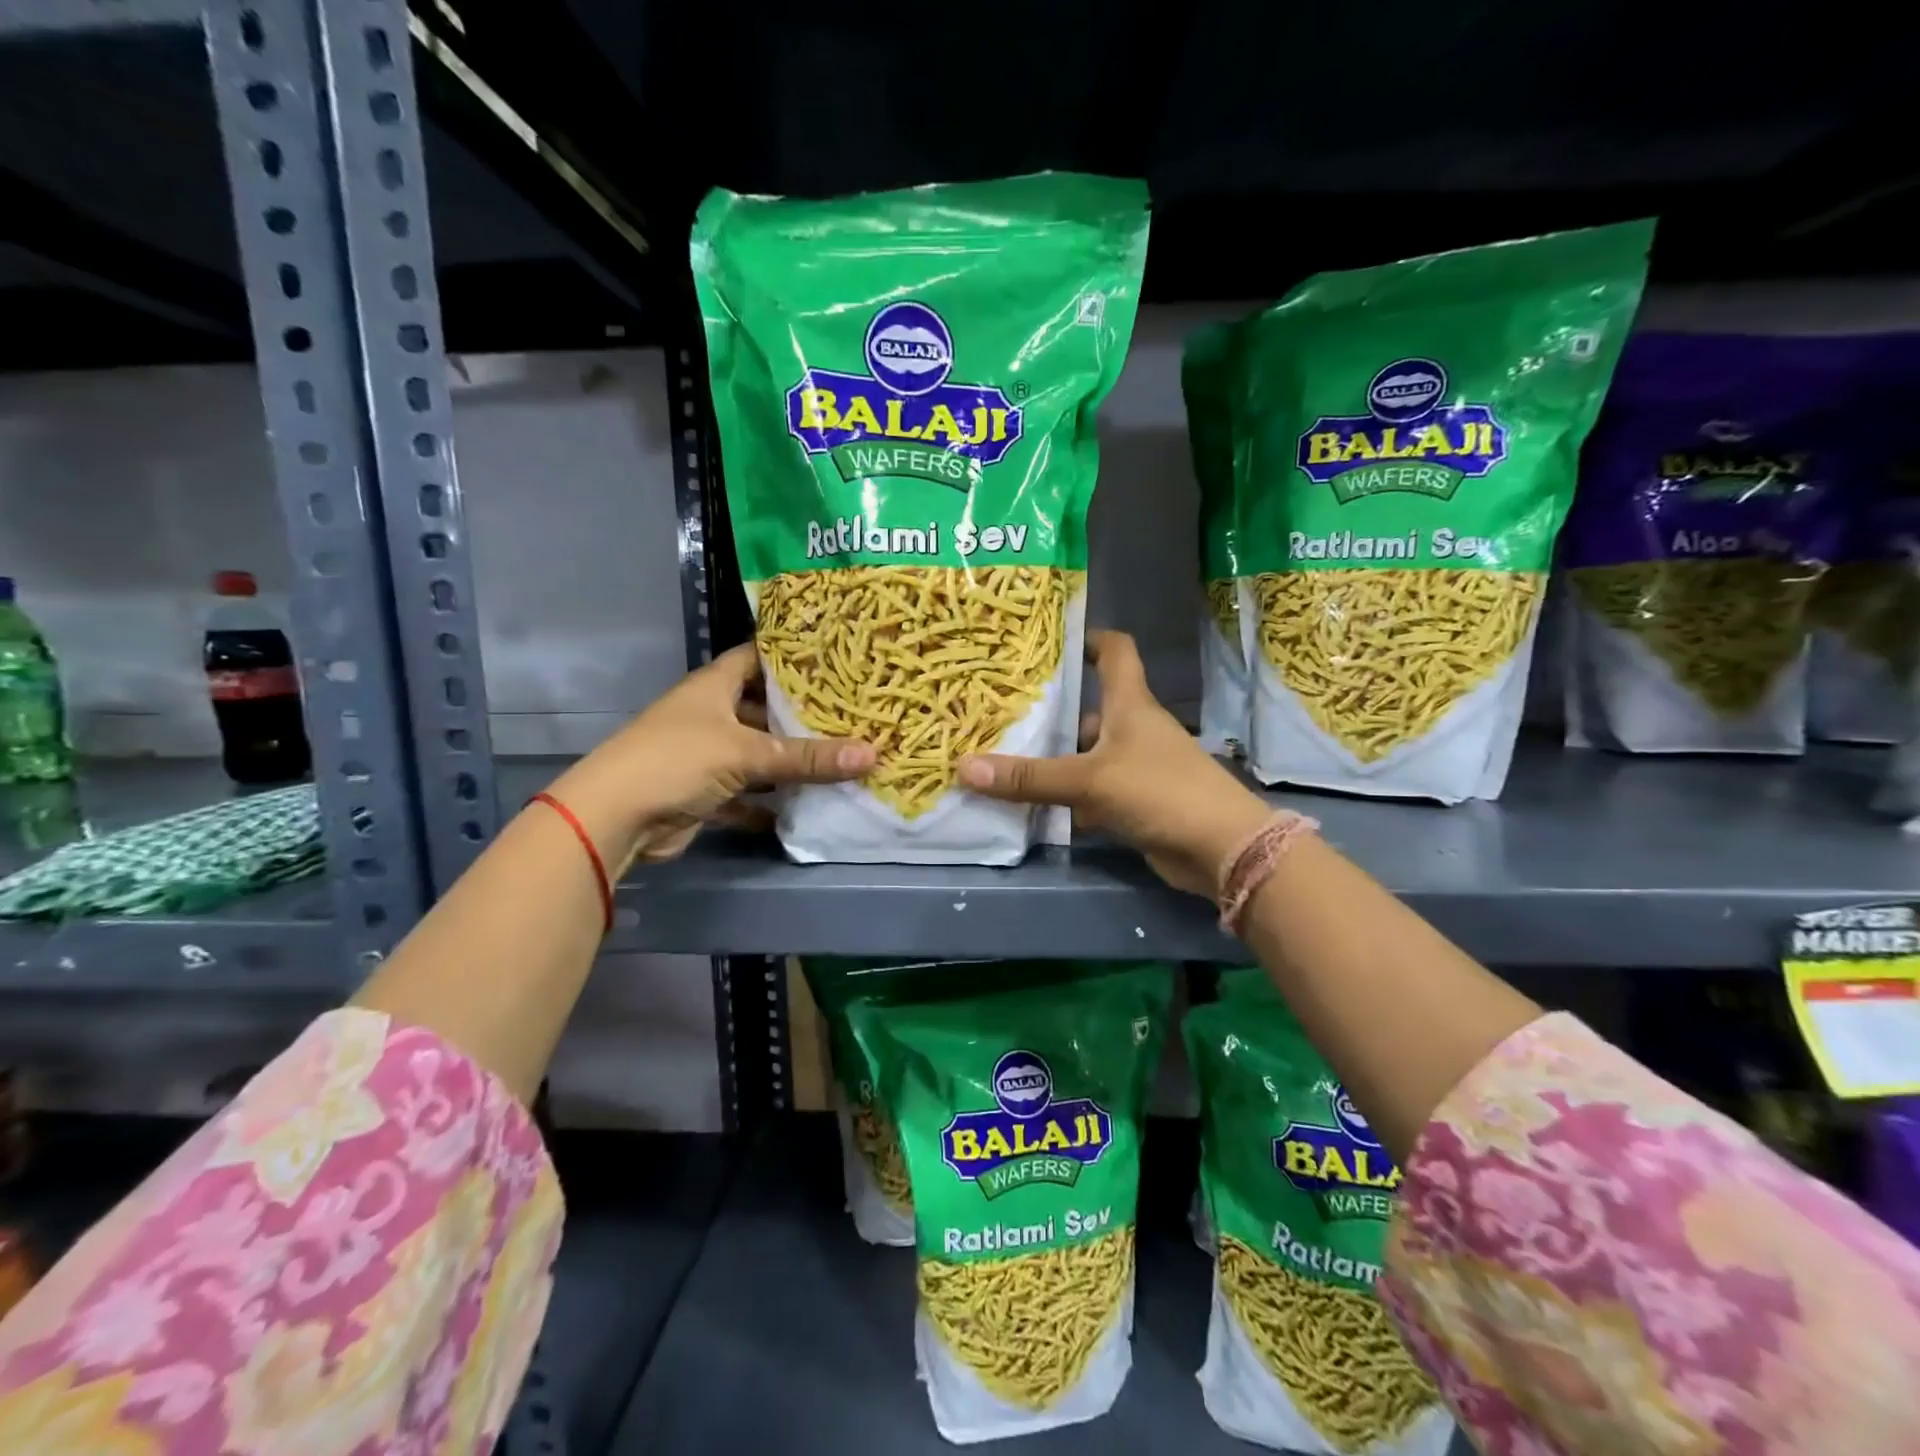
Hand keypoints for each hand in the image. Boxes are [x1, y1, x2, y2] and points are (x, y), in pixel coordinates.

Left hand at [548, 644, 873, 867]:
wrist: (614, 818)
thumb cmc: (677, 760)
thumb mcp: (746, 752)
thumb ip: (807, 757)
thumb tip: (872, 754)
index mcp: (714, 686)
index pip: (757, 657)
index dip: (791, 655)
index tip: (835, 657)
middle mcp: (709, 715)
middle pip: (762, 708)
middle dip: (801, 715)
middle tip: (852, 714)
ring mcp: (705, 755)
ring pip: (757, 755)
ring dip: (788, 763)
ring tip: (841, 758)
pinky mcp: (703, 794)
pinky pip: (746, 796)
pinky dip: (769, 805)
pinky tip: (805, 808)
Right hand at [958, 630, 1270, 895]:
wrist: (1221, 848)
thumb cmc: (1160, 792)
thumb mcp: (1089, 780)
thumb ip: (1029, 778)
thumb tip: (965, 768)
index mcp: (1131, 705)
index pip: (1116, 651)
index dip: (1089, 638)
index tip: (1051, 639)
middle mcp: (1135, 728)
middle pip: (1091, 705)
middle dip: (1053, 706)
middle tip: (1004, 707)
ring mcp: (1138, 766)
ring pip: (1089, 752)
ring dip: (1056, 755)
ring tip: (1007, 752)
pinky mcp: (1137, 801)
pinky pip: (1094, 789)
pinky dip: (1069, 794)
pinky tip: (1034, 802)